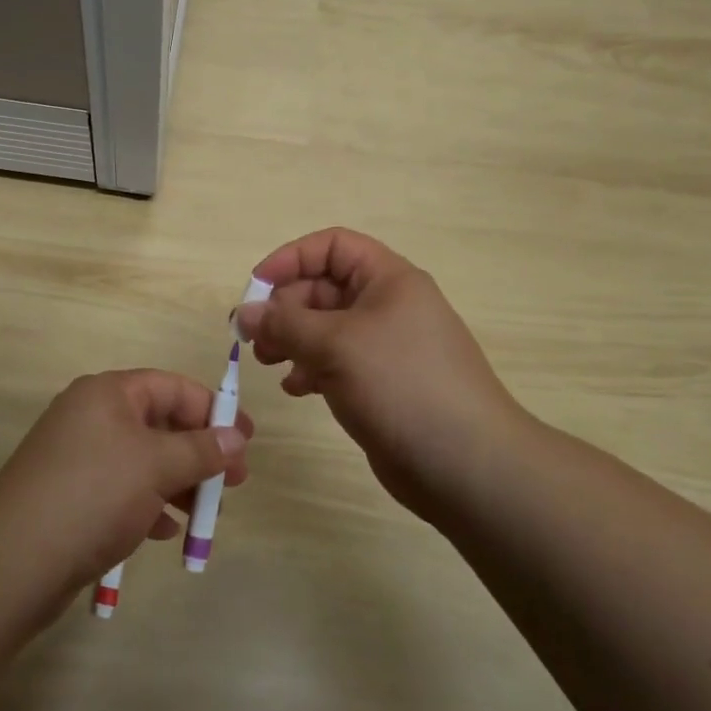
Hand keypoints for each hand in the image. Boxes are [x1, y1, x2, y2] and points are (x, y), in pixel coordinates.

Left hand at [0, 370, 253, 592]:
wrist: (15, 558)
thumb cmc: (94, 494)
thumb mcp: (157, 465)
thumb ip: (201, 449)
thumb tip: (236, 437)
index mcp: (108, 394)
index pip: (171, 387)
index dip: (211, 409)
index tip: (245, 439)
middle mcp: (92, 417)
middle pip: (159, 424)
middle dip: (199, 452)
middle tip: (234, 482)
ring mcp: (79, 457)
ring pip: (143, 460)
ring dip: (178, 482)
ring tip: (206, 514)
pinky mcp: (72, 495)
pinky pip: (122, 489)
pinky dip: (149, 504)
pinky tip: (166, 532)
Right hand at [236, 227, 526, 520]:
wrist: (466, 464)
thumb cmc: (401, 384)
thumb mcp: (336, 344)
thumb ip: (284, 323)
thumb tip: (243, 313)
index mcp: (388, 279)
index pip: (333, 246)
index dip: (292, 258)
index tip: (256, 287)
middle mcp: (388, 305)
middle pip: (324, 288)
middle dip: (285, 307)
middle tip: (252, 336)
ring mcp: (386, 346)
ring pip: (326, 327)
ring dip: (292, 339)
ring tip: (267, 362)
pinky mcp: (381, 383)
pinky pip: (336, 362)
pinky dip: (310, 368)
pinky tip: (296, 389)